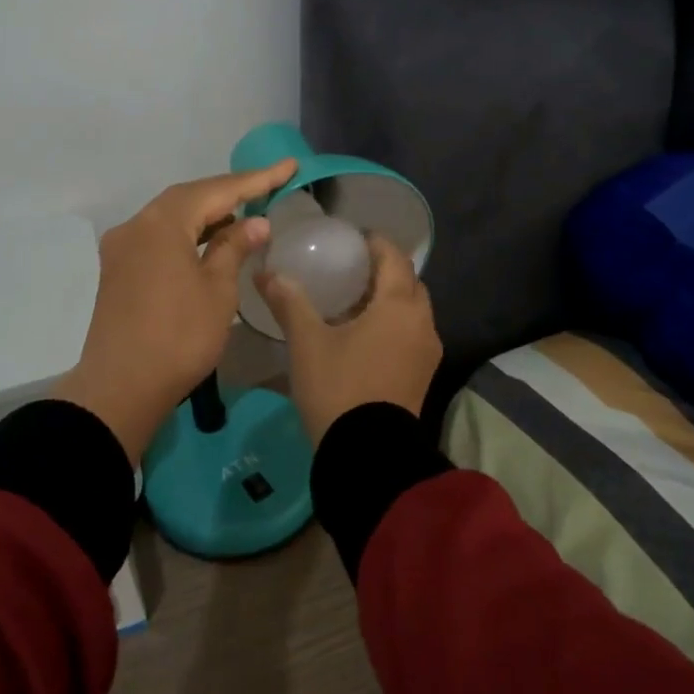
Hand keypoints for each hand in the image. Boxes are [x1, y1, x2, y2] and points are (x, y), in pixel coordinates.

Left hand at [54, 159, 297, 463]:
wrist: (121, 387)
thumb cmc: (179, 337)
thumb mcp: (217, 290)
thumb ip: (234, 248)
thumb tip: (254, 222)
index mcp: (161, 223)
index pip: (216, 191)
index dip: (256, 179)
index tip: (288, 166)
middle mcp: (136, 225)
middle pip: (189, 198)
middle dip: (229, 193)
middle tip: (268, 187)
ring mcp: (122, 249)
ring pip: (171, 218)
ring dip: (207, 215)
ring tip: (244, 215)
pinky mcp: (118, 271)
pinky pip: (158, 238)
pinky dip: (187, 235)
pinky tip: (209, 243)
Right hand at [256, 235, 442, 445]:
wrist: (367, 454)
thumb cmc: (338, 387)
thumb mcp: (307, 342)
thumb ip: (289, 302)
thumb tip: (266, 273)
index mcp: (399, 305)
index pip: (394, 257)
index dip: (375, 243)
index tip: (352, 238)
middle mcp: (422, 323)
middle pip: (408, 282)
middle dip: (384, 270)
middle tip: (351, 268)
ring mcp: (427, 352)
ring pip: (412, 310)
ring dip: (389, 299)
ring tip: (353, 300)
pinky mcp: (422, 375)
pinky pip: (411, 334)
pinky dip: (393, 323)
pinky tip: (363, 334)